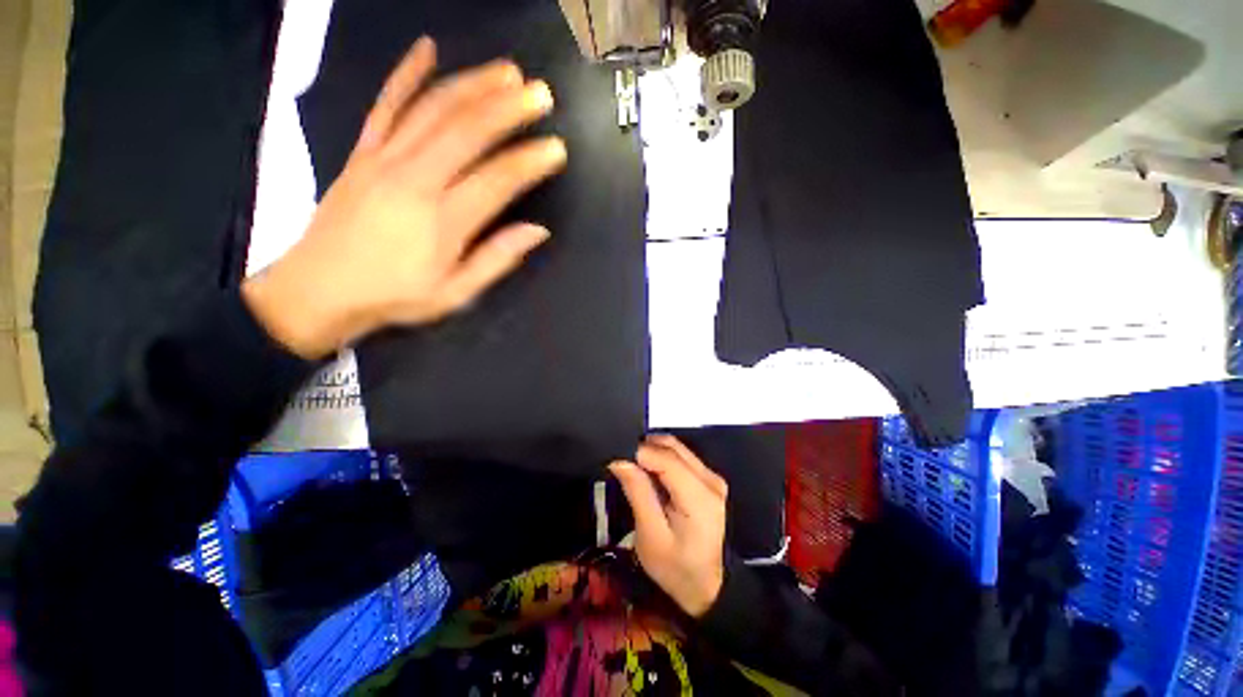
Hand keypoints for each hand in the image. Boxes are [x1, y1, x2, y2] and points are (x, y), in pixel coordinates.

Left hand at [243, 37, 567, 358]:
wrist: (319, 289)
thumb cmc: (396, 295)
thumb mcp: (456, 293)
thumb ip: (497, 259)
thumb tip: (538, 231)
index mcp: (442, 222)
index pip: (496, 181)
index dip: (530, 162)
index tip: (556, 148)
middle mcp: (414, 180)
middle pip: (466, 132)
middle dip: (508, 109)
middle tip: (540, 93)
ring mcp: (383, 159)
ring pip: (432, 110)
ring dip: (472, 84)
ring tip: (506, 71)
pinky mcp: (361, 151)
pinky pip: (384, 104)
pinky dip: (405, 74)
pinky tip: (427, 48)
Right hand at [610, 435, 727, 617]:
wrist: (708, 585)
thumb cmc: (676, 567)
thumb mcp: (650, 536)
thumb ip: (637, 492)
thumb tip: (620, 460)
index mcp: (699, 496)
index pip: (665, 458)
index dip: (638, 452)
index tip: (615, 458)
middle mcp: (710, 478)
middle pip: (672, 446)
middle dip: (643, 448)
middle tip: (622, 463)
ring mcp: (712, 476)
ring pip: (676, 447)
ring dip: (652, 451)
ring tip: (633, 468)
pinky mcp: (709, 478)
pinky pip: (681, 456)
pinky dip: (661, 458)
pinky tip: (650, 474)